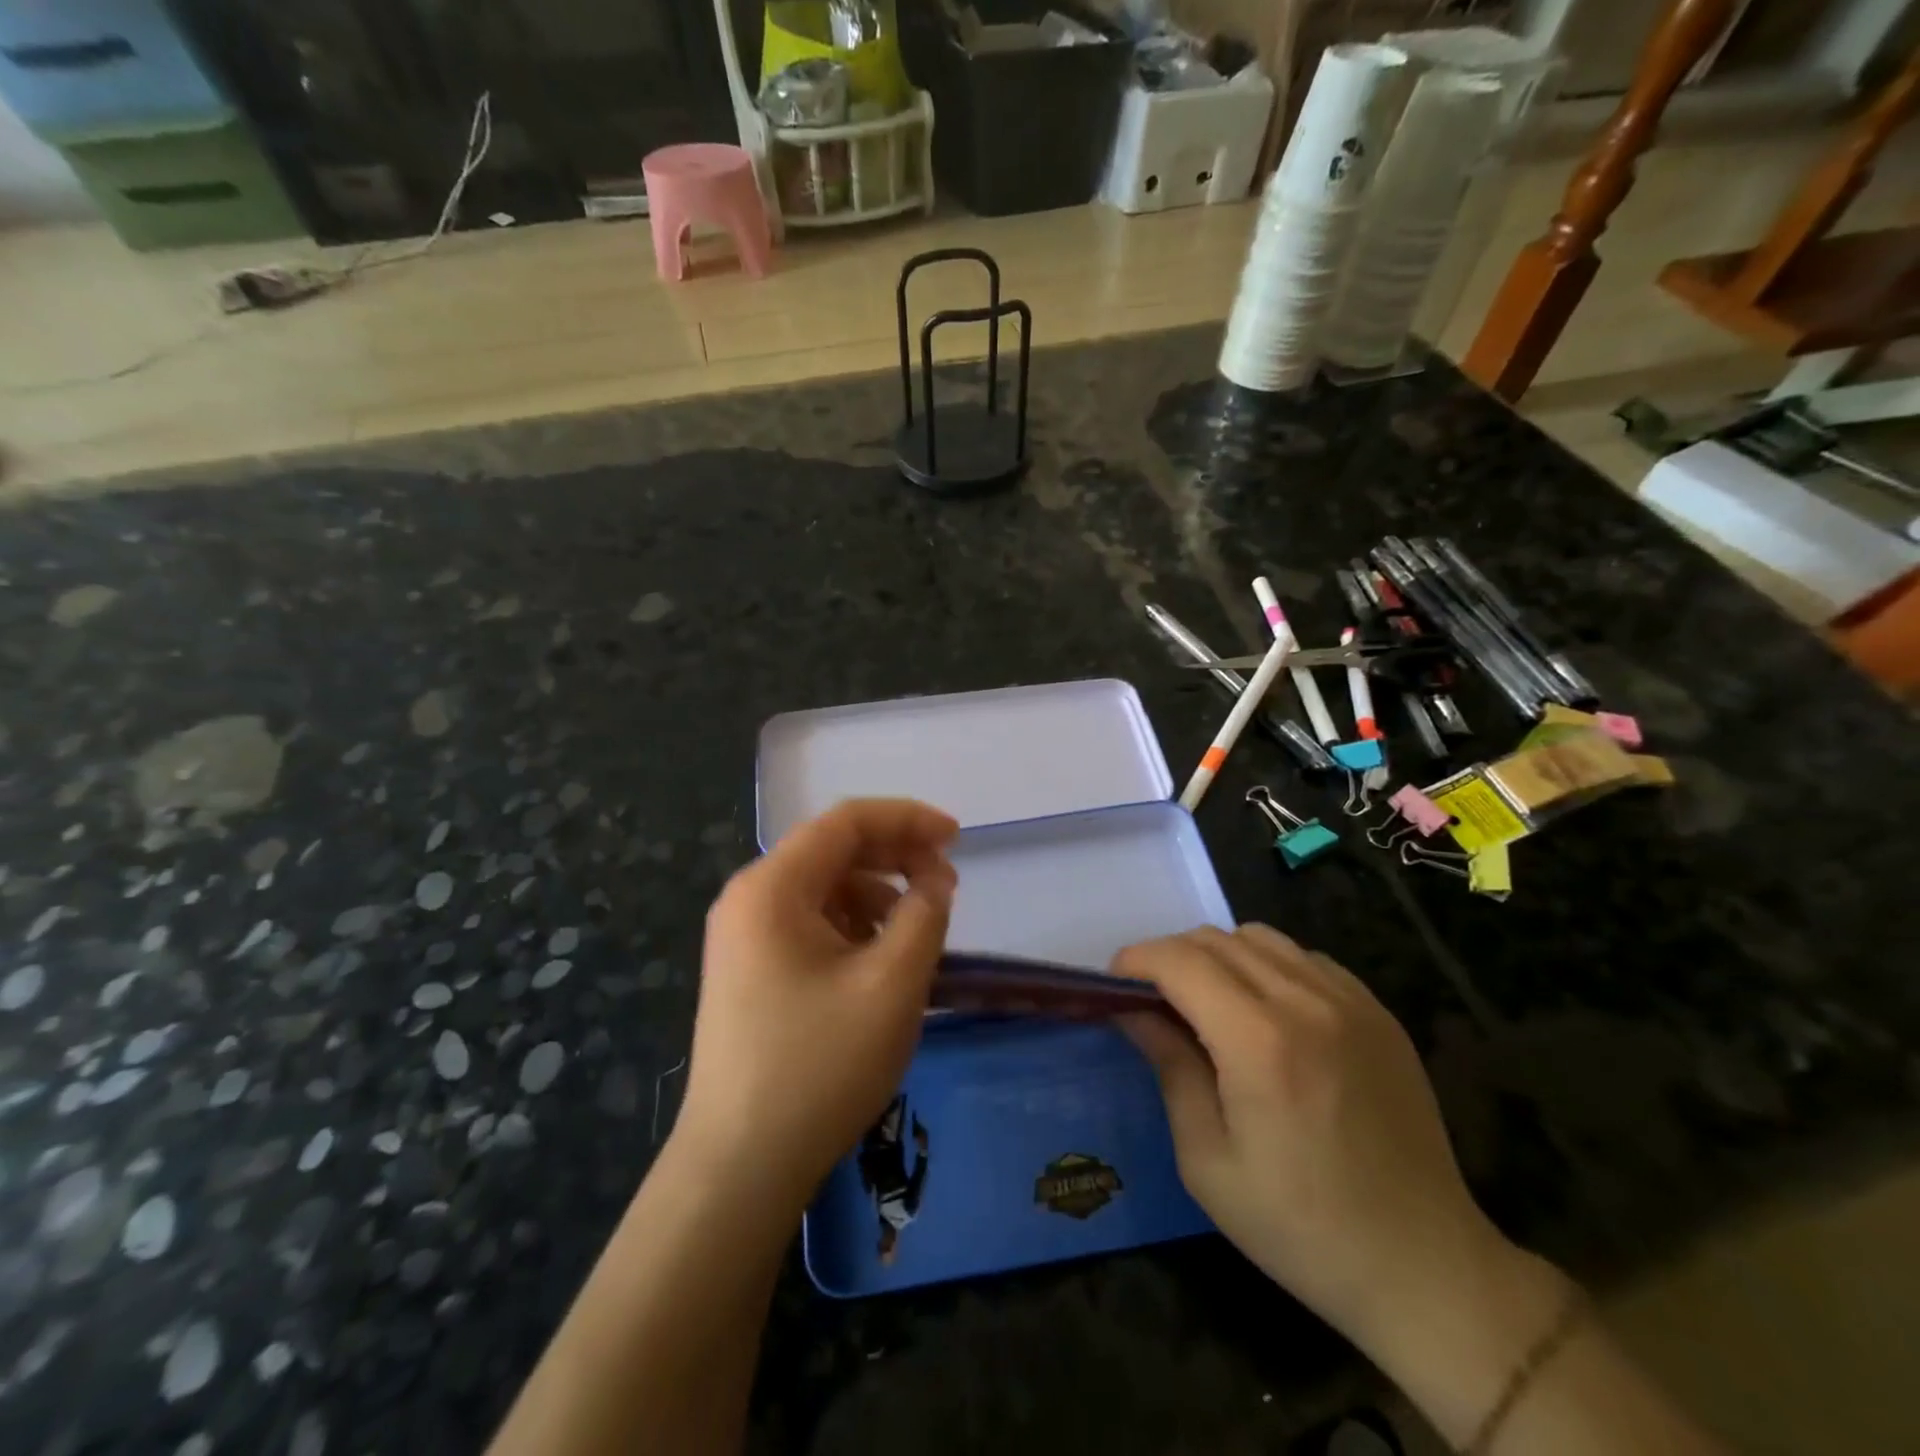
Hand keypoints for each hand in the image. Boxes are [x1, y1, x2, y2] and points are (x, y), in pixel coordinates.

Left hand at [674, 799, 957, 1212]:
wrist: (740, 1167)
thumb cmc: (820, 1066)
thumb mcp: (892, 984)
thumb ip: (924, 915)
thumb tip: (935, 879)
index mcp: (772, 887)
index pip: (846, 822)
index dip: (907, 819)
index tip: (957, 838)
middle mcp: (749, 899)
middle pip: (832, 850)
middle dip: (895, 857)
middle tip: (946, 884)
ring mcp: (743, 937)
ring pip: (823, 888)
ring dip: (876, 894)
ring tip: (916, 930)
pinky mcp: (748, 971)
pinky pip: (809, 923)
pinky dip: (852, 925)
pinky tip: (878, 960)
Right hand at [1114, 925, 1507, 1349]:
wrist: (1424, 1267)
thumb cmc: (1300, 1226)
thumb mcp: (1208, 1160)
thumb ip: (1169, 1067)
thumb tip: (1132, 1010)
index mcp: (1259, 1041)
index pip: (1179, 960)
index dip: (1136, 961)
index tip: (1114, 984)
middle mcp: (1306, 1002)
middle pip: (1215, 939)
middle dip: (1170, 957)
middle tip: (1153, 1001)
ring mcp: (1350, 1001)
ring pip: (1260, 938)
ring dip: (1217, 956)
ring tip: (1207, 1003)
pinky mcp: (1378, 1012)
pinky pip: (1305, 958)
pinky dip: (1267, 966)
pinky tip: (1267, 1013)